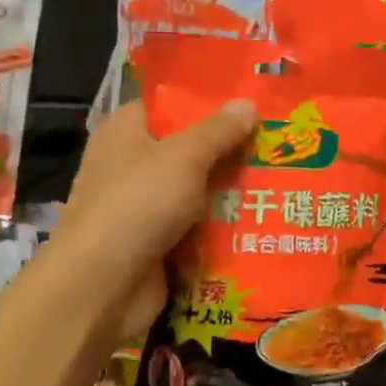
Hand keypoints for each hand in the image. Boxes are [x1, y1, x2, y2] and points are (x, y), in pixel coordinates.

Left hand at [52, 97, 255, 345]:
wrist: (101, 287)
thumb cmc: (137, 204)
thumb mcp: (184, 156)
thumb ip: (218, 130)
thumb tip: (248, 104)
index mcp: (125, 131)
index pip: (167, 105)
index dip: (205, 100)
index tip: (248, 99)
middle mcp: (130, 165)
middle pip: (187, 149)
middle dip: (228, 148)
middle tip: (278, 139)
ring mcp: (143, 207)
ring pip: (196, 191)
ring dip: (231, 191)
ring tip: (284, 177)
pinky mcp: (157, 243)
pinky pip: (197, 227)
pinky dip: (222, 227)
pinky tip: (264, 218)